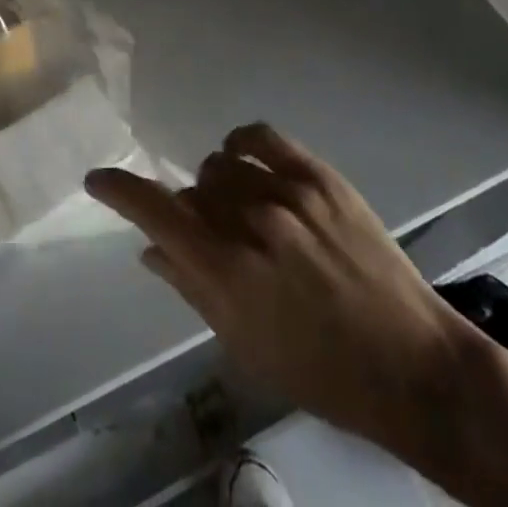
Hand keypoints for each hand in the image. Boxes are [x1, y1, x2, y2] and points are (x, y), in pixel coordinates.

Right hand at [87, 124, 479, 464]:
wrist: (411, 363)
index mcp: (227, 276)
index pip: (156, 214)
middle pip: (192, 189)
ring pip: (221, 163)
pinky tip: (246, 160)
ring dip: (219, 185)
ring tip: (244, 211)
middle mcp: (250, 225)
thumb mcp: (244, 345)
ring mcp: (287, 194)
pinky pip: (260, 136)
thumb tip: (150, 248)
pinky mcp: (318, 176)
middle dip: (192, 211)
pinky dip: (242, 144)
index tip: (97, 178)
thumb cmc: (320, 370)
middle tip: (216, 237)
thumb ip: (191, 288)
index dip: (120, 191)